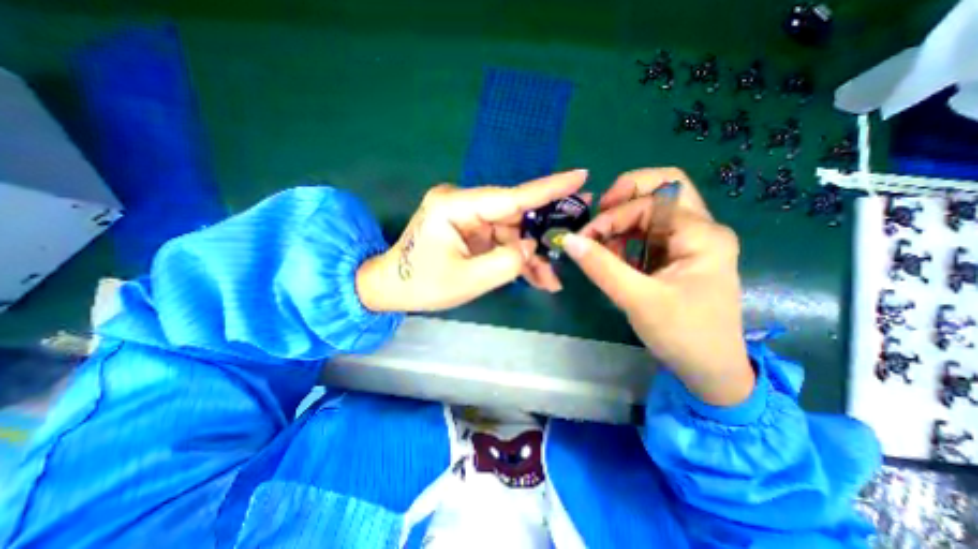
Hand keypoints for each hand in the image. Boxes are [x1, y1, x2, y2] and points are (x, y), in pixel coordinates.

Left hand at [358, 171, 587, 310]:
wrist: (392, 288)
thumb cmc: (423, 285)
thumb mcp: (468, 279)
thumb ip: (507, 263)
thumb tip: (531, 246)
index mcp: (455, 206)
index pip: (511, 196)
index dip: (548, 189)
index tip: (580, 176)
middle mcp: (463, 203)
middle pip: (515, 217)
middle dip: (541, 237)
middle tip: (573, 242)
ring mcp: (467, 216)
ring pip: (511, 233)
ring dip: (530, 256)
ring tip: (550, 279)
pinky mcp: (470, 230)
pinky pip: (500, 241)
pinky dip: (516, 258)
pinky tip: (534, 276)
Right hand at [557, 170, 753, 404]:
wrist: (709, 369)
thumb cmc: (682, 335)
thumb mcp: (638, 299)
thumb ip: (601, 266)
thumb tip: (568, 239)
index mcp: (702, 235)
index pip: (650, 202)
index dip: (612, 216)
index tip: (585, 239)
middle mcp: (700, 229)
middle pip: (661, 189)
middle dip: (623, 198)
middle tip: (598, 218)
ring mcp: (689, 241)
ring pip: (651, 209)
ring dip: (621, 220)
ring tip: (600, 243)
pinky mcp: (677, 255)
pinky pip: (647, 232)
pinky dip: (625, 236)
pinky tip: (612, 255)